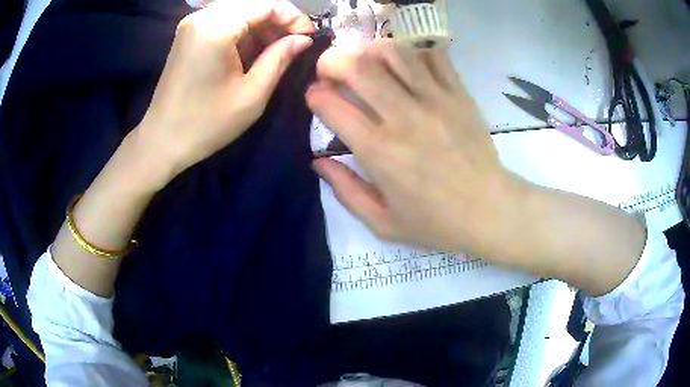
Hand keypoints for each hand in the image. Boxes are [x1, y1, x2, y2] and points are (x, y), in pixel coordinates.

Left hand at [134, 0, 315, 187]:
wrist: (162, 141)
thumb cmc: (206, 124)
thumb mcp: (252, 94)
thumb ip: (280, 58)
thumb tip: (303, 39)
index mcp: (216, 28)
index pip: (267, 4)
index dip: (293, 17)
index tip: (309, 38)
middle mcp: (202, 17)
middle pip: (253, 4)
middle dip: (278, 21)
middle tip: (294, 45)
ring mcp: (192, 24)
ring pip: (240, 11)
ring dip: (262, 27)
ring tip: (275, 50)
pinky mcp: (189, 34)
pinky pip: (224, 21)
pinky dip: (243, 31)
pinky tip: (252, 51)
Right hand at [307, 40, 525, 257]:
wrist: (490, 211)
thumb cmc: (436, 222)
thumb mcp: (382, 223)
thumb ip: (345, 191)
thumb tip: (317, 162)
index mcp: (379, 151)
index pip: (332, 105)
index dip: (315, 95)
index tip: (316, 97)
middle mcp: (404, 117)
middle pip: (359, 66)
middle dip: (334, 61)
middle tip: (332, 71)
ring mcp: (436, 100)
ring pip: (394, 52)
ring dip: (371, 51)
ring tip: (368, 64)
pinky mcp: (459, 93)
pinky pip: (432, 55)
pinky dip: (412, 52)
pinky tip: (407, 65)